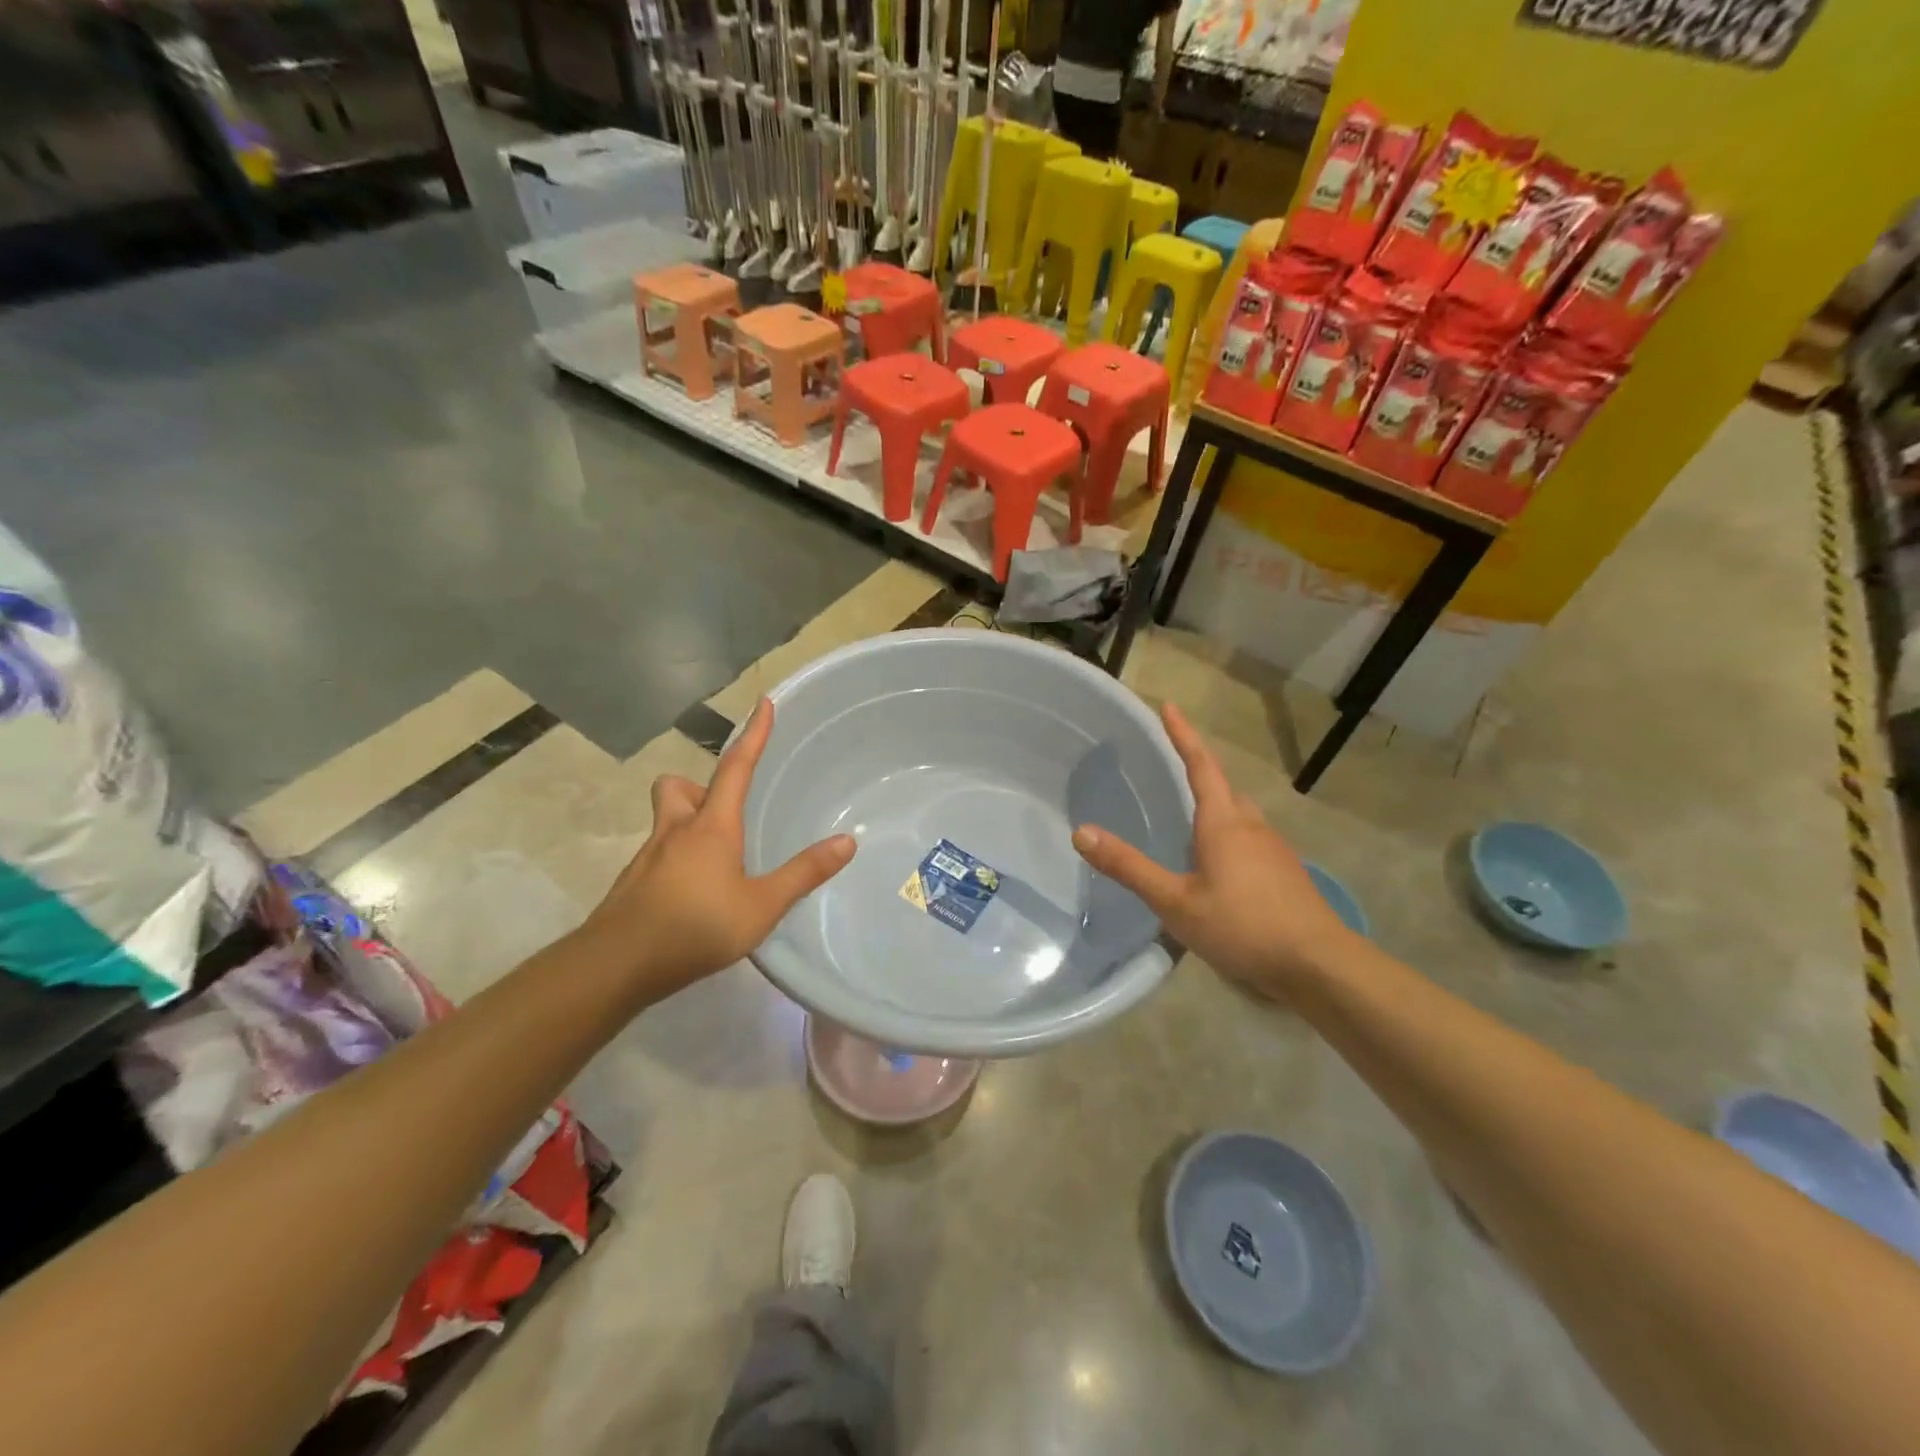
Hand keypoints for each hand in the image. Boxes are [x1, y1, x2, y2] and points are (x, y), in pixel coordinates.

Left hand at [581, 699, 854, 996]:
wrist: (616, 965)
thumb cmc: (695, 927)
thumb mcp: (762, 906)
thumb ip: (804, 873)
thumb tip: (847, 842)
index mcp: (712, 827)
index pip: (736, 767)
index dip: (752, 734)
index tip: (762, 703)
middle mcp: (676, 831)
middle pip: (678, 787)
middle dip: (699, 786)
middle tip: (723, 810)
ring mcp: (648, 857)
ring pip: (666, 820)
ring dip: (688, 823)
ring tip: (716, 858)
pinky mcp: (633, 884)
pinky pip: (658, 855)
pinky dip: (678, 860)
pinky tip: (694, 895)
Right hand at [1071, 703, 1353, 995]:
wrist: (1319, 965)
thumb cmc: (1243, 926)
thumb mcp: (1175, 902)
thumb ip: (1129, 867)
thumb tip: (1081, 831)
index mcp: (1223, 822)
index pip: (1200, 764)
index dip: (1182, 734)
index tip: (1169, 705)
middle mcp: (1251, 826)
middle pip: (1223, 786)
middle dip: (1199, 768)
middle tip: (1173, 761)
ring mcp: (1274, 850)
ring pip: (1239, 814)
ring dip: (1215, 803)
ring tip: (1190, 814)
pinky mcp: (1285, 873)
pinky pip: (1250, 838)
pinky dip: (1229, 834)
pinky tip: (1219, 862)